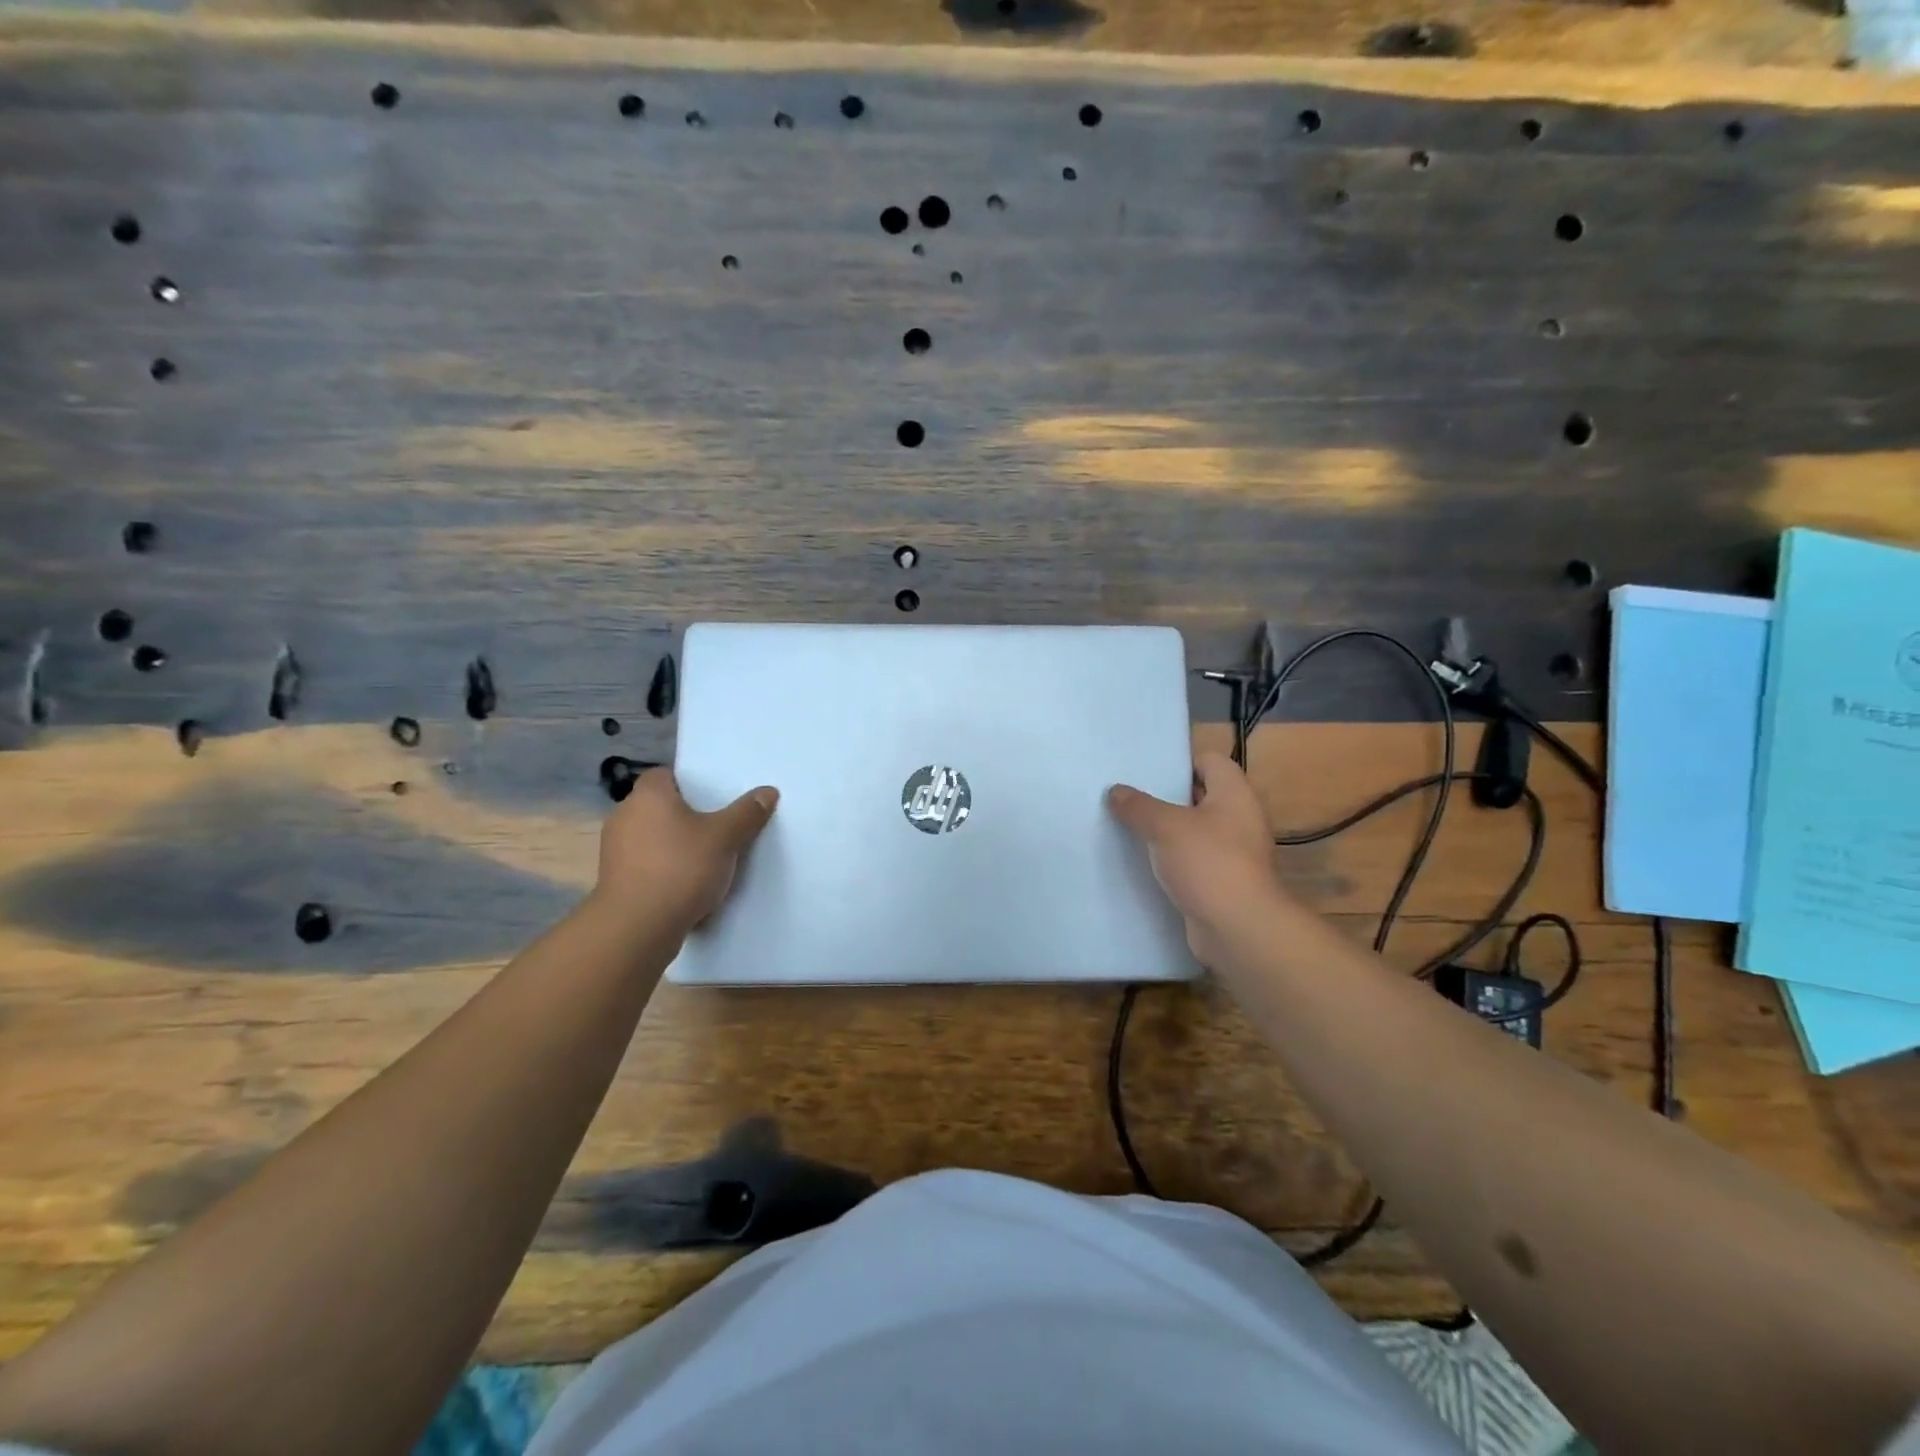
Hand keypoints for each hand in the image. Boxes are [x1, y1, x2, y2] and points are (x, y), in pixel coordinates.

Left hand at [592, 768, 778, 931]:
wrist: (637, 928)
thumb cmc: (681, 868)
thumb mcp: (725, 838)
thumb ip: (747, 813)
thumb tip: (767, 791)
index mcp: (647, 795)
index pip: (666, 774)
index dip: (691, 782)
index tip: (715, 796)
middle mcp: (624, 815)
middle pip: (661, 806)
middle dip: (687, 815)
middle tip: (720, 825)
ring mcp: (615, 850)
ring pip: (653, 836)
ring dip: (675, 844)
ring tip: (708, 857)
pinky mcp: (615, 880)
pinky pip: (647, 864)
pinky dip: (665, 869)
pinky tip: (688, 884)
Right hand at [1108, 752, 1290, 965]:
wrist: (1239, 929)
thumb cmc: (1209, 864)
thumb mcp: (1166, 827)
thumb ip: (1138, 806)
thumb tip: (1115, 791)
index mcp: (1235, 795)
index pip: (1210, 761)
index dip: (1180, 762)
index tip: (1145, 770)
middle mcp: (1239, 820)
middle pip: (1199, 796)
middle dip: (1164, 797)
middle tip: (1127, 796)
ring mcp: (1232, 854)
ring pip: (1193, 831)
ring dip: (1165, 831)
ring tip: (1127, 827)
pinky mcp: (1220, 882)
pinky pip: (1191, 861)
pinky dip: (1170, 860)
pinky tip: (1141, 862)